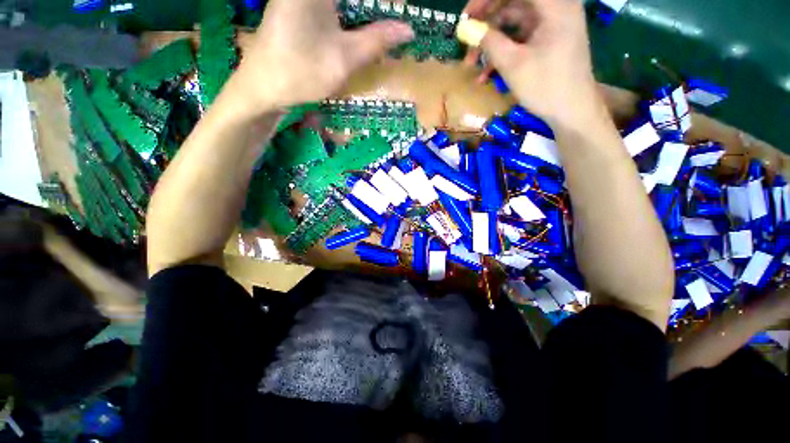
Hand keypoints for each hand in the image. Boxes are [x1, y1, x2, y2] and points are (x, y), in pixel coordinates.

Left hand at [230, 0, 413, 113]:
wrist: (263, 86)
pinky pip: (334, 7)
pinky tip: (363, 31)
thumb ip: (377, 40)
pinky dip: (352, 15)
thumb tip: (408, 29)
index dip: (387, 2)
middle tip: (393, 23)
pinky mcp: (300, 5)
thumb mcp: (345, 59)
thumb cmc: (301, 73)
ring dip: (366, 13)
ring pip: (346, 3)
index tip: (401, 13)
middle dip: (377, 8)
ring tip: (383, 31)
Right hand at [463, 0, 602, 128]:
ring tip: (471, 65)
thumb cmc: (545, 87)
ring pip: (512, 23)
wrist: (571, 111)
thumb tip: (465, 28)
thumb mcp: (513, 64)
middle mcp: (554, 7)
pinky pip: (519, 38)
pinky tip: (486, 74)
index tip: (467, 17)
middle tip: (466, 41)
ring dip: (490, 43)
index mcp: (554, 5)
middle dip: (486, 23)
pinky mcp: (546, 39)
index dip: (486, 0)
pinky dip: (502, 52)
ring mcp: (550, 24)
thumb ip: (488, 42)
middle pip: (512, 3)